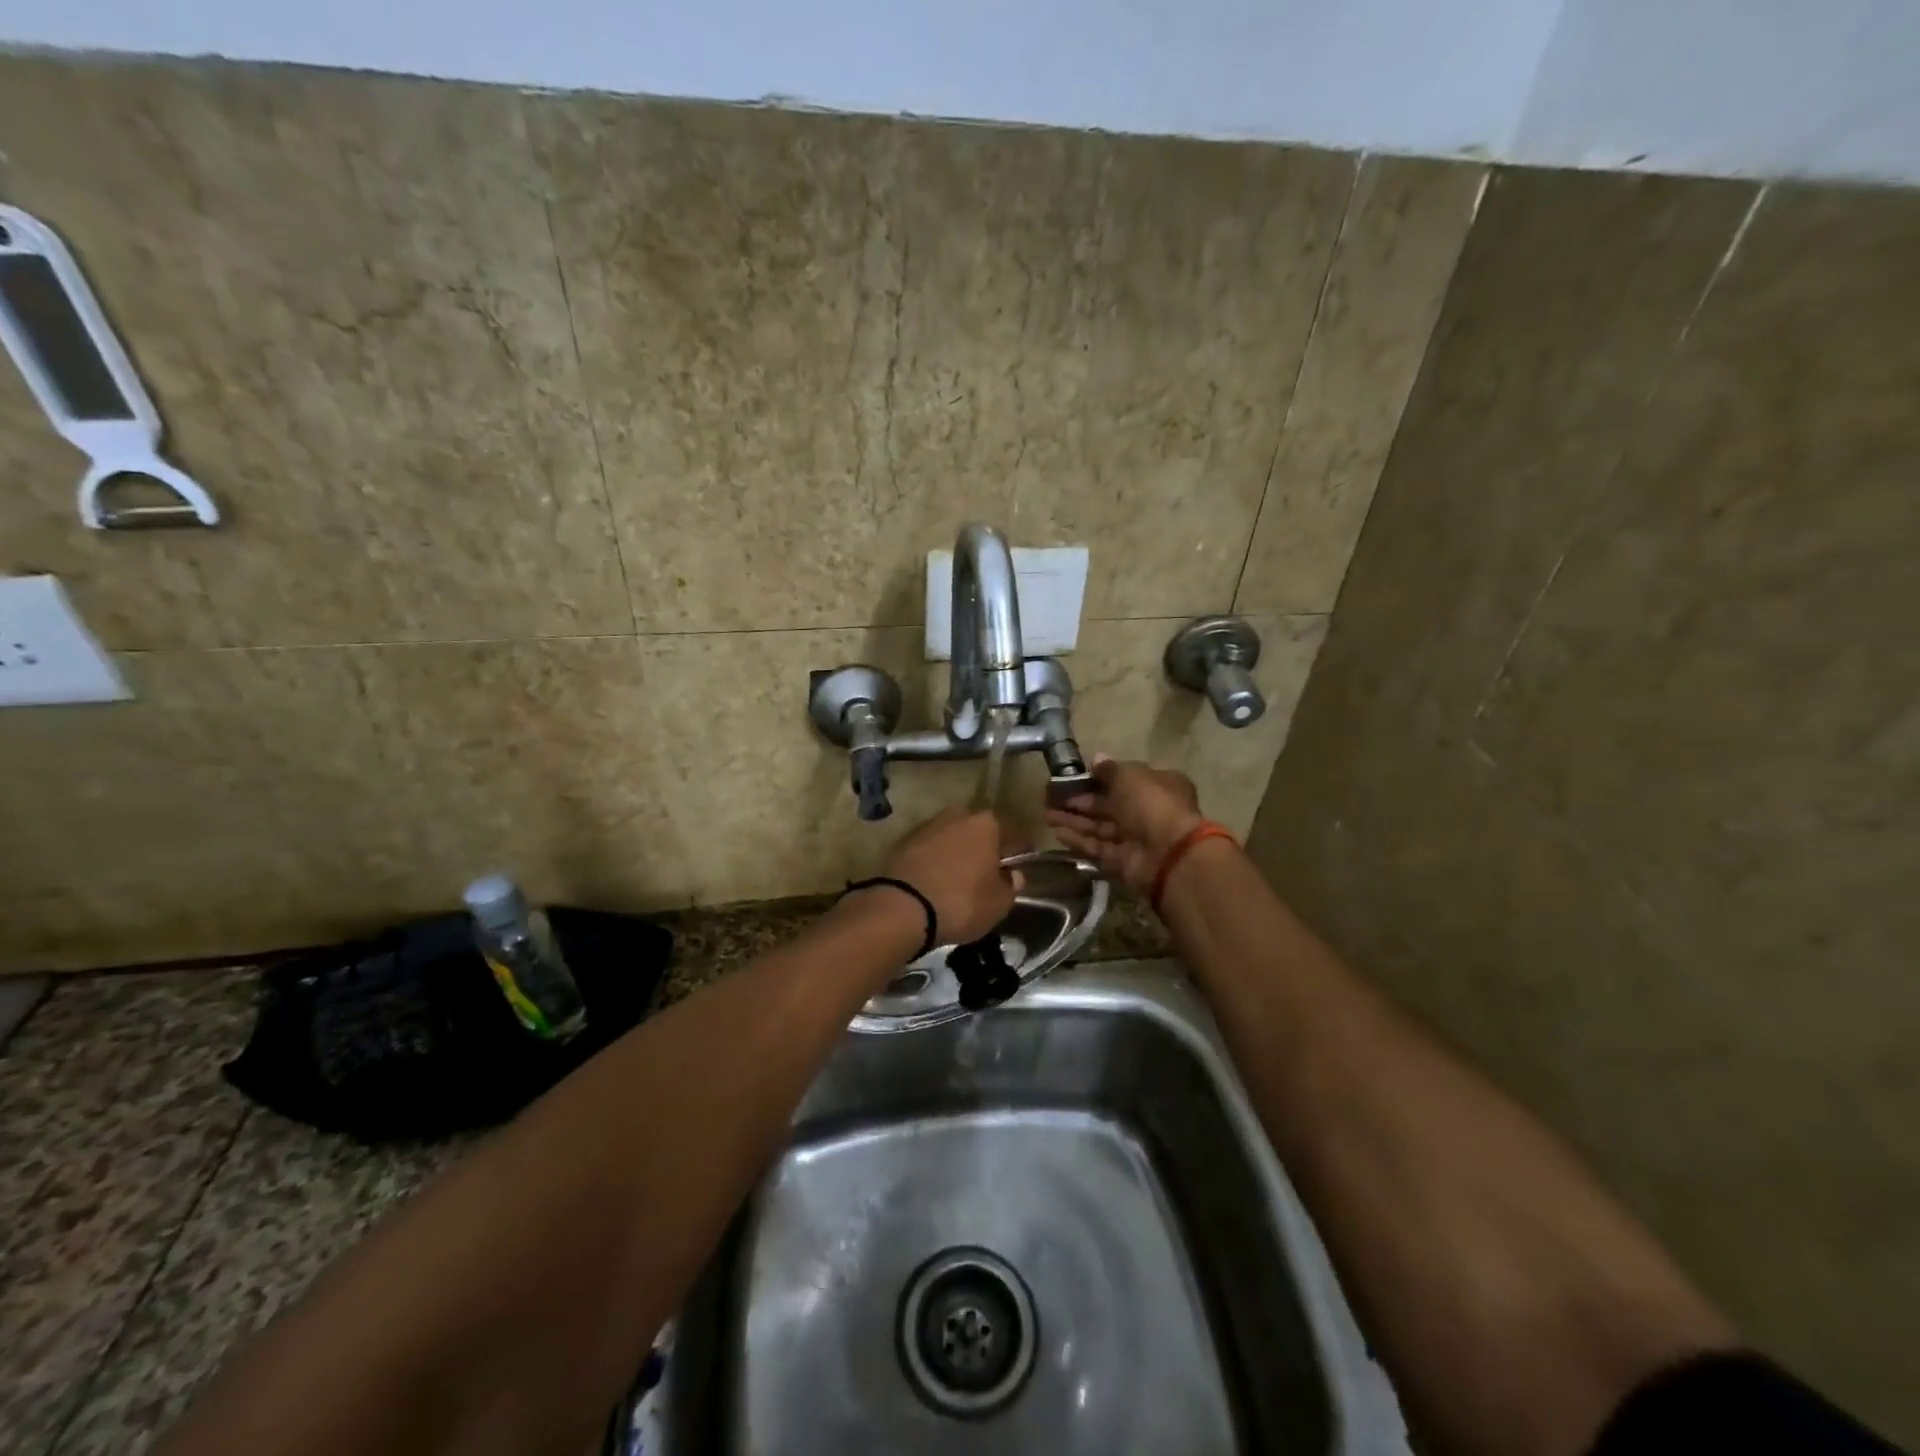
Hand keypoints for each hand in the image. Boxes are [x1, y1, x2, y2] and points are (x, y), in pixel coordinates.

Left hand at [881, 808, 1021, 944]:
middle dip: (985, 847)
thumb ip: (1011, 886)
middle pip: (979, 831)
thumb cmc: (961, 902)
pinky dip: (936, 860)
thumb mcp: (999, 903)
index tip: (1021, 865)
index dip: (1020, 851)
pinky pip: (930, 850)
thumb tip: (1013, 875)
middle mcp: (958, 816)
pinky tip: (937, 879)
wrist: (902, 907)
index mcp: (987, 824)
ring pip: (953, 838)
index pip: (1013, 835)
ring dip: (958, 852)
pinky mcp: (904, 841)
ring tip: (961, 877)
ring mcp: (928, 826)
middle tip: (989, 871)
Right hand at [1045, 755, 1205, 897]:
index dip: (1100, 778)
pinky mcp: (1124, 862)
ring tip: (1047, 815)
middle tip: (1051, 798)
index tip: (1075, 777)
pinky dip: (1080, 841)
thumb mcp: (1129, 775)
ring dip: (1075, 821)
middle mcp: (1148, 811)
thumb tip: (1096, 759)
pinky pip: (1098, 848)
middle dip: (1080, 801)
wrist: (1168, 854)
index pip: (1126, 779)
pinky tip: (1057, 833)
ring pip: (1100, 827)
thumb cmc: (1151, 804)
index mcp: (1158, 786)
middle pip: (1109, 805)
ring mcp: (1136, 839)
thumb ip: (1110, 768)